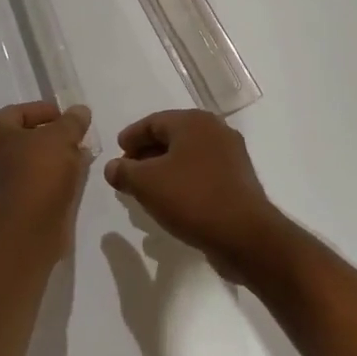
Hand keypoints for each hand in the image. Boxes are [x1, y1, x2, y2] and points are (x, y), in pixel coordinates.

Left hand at [0, 101, 93, 235]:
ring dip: (47, 161)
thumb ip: (73, 121)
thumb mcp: (63, 137)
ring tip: (75, 162)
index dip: (48, 112)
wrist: (25, 228)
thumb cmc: (39, 170)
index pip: (20, 112)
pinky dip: (42, 181)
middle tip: (74, 141)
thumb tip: (80, 111)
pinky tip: (65, 183)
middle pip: (20, 138)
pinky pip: (23, 185)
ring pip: (22, 164)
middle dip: (49, 138)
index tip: (72, 120)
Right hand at [103, 110, 293, 280]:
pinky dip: (183, 180)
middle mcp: (215, 130)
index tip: (117, 152)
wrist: (243, 233)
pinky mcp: (238, 179)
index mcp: (193, 122)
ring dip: (164, 169)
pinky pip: (202, 173)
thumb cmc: (191, 198)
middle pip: (172, 136)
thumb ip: (124, 171)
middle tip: (128, 172)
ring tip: (146, 189)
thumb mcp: (146, 183)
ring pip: (188, 156)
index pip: (153, 122)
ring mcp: (231, 155)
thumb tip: (113, 167)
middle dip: (147, 154)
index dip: (131, 137)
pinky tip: (171, 200)